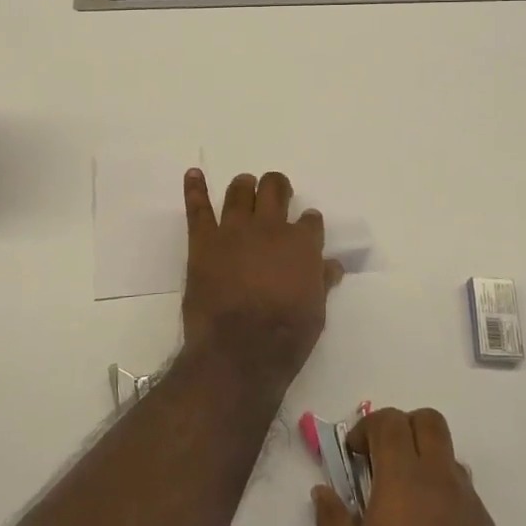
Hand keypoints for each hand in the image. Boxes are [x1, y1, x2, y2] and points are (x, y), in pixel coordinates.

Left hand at [180, 169, 342, 391]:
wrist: (239, 351)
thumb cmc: (285, 337)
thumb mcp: (316, 312)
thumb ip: (321, 282)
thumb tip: (331, 265)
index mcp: (302, 244)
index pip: (311, 220)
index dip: (309, 223)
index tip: (307, 228)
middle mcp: (270, 228)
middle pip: (275, 189)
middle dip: (278, 187)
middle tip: (277, 193)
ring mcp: (234, 231)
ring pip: (240, 191)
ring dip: (244, 185)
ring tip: (245, 185)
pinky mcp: (204, 241)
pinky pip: (198, 208)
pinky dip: (195, 188)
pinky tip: (193, 174)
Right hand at [312, 408, 525, 525]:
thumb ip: (332, 521)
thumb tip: (325, 492)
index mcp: (405, 480)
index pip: (390, 421)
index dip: (367, 427)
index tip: (353, 456)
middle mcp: (444, 482)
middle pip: (428, 422)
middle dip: (402, 430)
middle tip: (381, 465)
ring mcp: (474, 509)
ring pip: (449, 460)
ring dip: (425, 466)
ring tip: (404, 512)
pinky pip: (466, 499)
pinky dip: (444, 503)